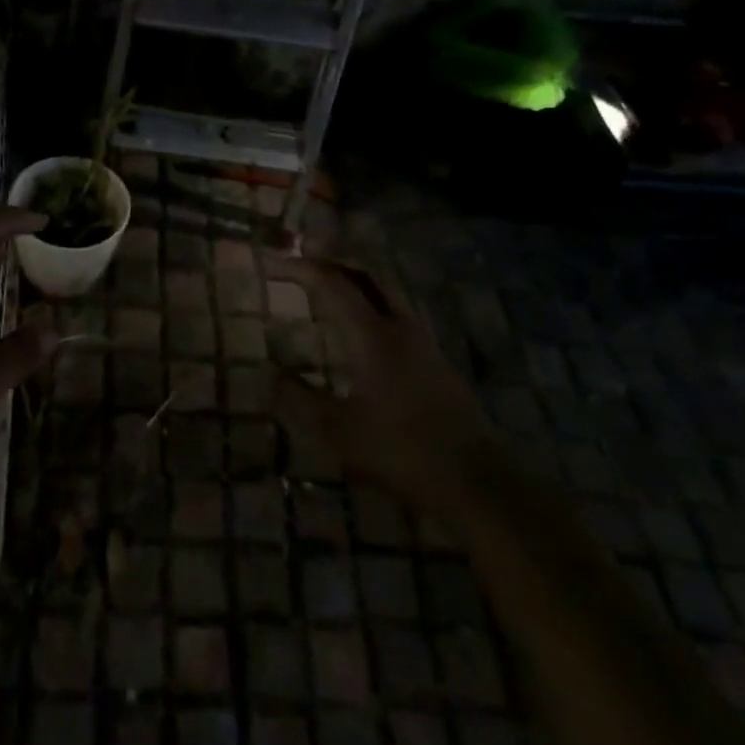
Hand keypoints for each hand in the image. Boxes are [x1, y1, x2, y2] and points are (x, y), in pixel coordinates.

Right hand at [269, 256, 492, 512]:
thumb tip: (269, 374)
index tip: (274, 266)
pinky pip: (396, 313)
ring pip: (385, 292)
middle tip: (301, 268)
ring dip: (353, 283)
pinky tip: (360, 330)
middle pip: (365, 275)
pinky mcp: (436, 359)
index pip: (333, 284)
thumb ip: (299, 399)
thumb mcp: (337, 431)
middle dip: (331, 264)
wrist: (475, 480)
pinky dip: (370, 305)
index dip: (301, 270)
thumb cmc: (400, 451)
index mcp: (372, 335)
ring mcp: (423, 341)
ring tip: (326, 293)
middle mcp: (400, 326)